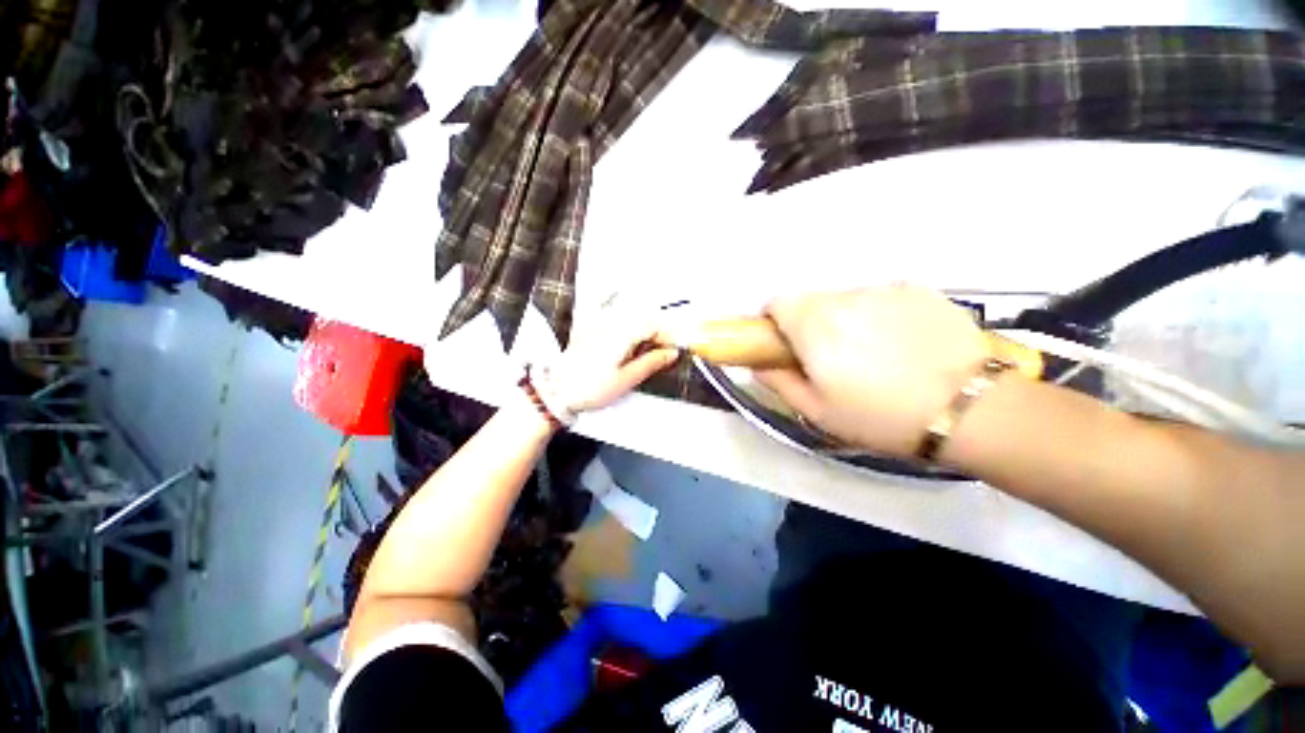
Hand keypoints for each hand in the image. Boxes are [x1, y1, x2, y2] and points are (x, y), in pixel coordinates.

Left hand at [543, 306, 679, 415]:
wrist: (558, 389)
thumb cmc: (591, 387)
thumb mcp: (627, 379)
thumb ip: (652, 362)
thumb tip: (672, 353)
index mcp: (622, 333)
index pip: (654, 324)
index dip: (668, 337)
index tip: (674, 350)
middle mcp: (611, 321)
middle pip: (644, 317)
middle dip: (656, 333)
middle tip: (661, 353)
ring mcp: (599, 322)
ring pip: (631, 316)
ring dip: (643, 330)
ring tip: (643, 353)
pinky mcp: (591, 326)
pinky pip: (616, 318)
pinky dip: (628, 328)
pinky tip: (626, 346)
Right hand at [756, 286, 990, 456]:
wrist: (970, 411)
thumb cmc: (881, 416)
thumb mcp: (817, 411)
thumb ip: (779, 383)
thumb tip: (759, 366)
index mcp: (814, 324)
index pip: (777, 302)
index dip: (774, 321)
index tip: (784, 344)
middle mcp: (846, 297)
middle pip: (812, 300)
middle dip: (810, 324)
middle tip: (830, 357)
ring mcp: (886, 289)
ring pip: (848, 298)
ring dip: (846, 318)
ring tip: (874, 352)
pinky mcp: (921, 290)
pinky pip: (883, 297)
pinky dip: (881, 313)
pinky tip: (903, 342)